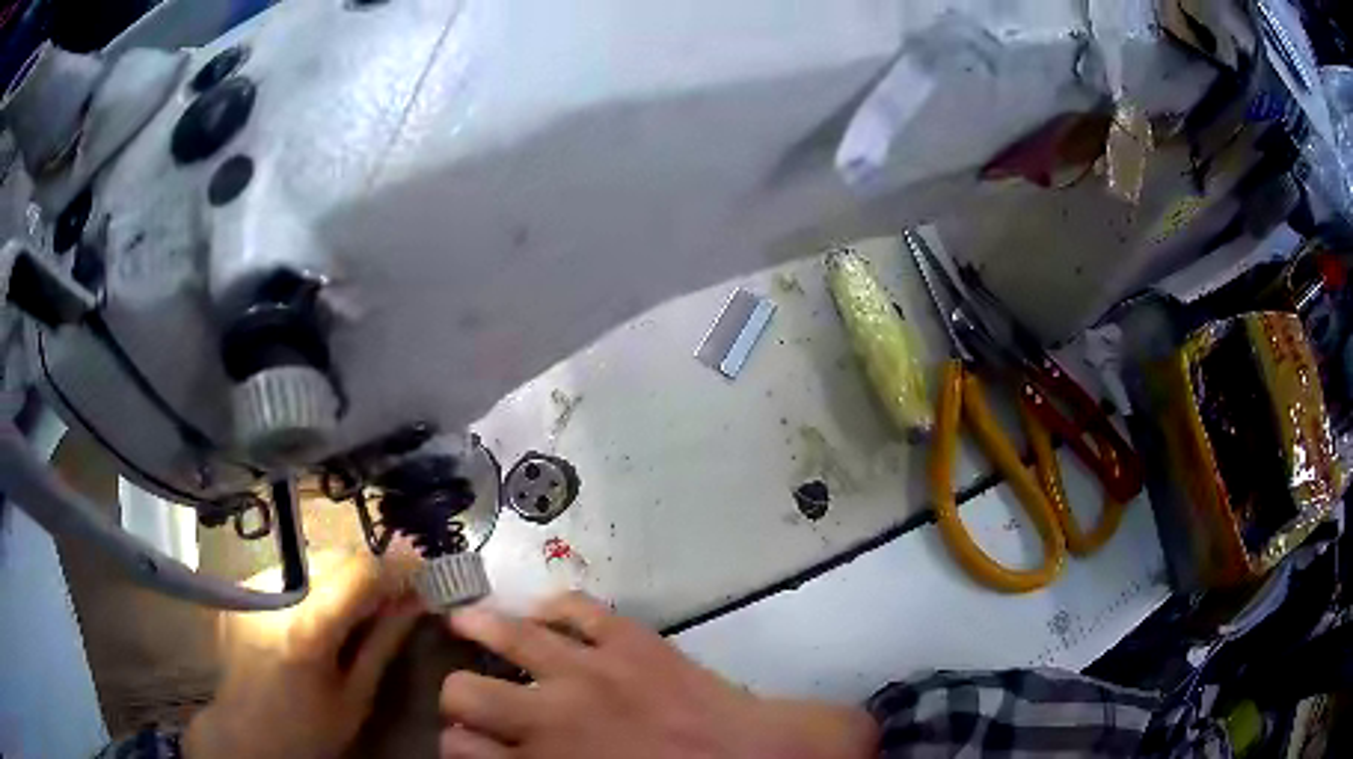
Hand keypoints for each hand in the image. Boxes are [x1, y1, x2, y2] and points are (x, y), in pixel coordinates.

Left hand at [185, 551, 421, 758]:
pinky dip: (314, 581)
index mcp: (306, 628)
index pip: (358, 571)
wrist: (246, 732)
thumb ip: (383, 642)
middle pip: (333, 557)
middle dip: (369, 570)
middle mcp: (274, 593)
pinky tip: (320, 610)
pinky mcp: (242, 588)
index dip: (395, 565)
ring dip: (341, 574)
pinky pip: (289, 570)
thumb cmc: (307, 728)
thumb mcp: (355, 697)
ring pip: (311, 559)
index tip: (422, 568)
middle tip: (394, 594)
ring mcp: (252, 586)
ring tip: (357, 606)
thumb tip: (415, 600)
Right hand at [438, 592, 877, 758]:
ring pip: (508, 635)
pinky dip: (556, 606)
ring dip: (478, 628)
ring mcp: (591, 668)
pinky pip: (579, 607)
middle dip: (457, 699)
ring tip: (461, 619)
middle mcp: (551, 714)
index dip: (454, 747)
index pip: (460, 751)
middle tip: (468, 700)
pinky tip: (544, 609)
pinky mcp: (631, 639)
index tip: (463, 745)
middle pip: (463, 693)